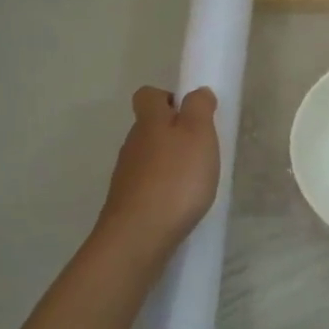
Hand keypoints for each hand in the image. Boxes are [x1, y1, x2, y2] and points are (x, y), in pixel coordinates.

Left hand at [98, 86, 220, 258]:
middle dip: (173, 133)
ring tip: (195, 180)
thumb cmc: (176, 179)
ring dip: (169, 162)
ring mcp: (127, 175)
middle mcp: (132, 144)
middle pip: (149, 127)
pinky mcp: (128, 202)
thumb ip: (199, 108)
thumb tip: (196, 92)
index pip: (148, 95)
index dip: (169, 98)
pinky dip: (163, 188)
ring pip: (148, 157)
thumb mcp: (198, 135)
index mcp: (149, 122)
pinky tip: (180, 203)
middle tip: (201, 150)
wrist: (139, 235)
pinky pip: (148, 184)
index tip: (192, 114)